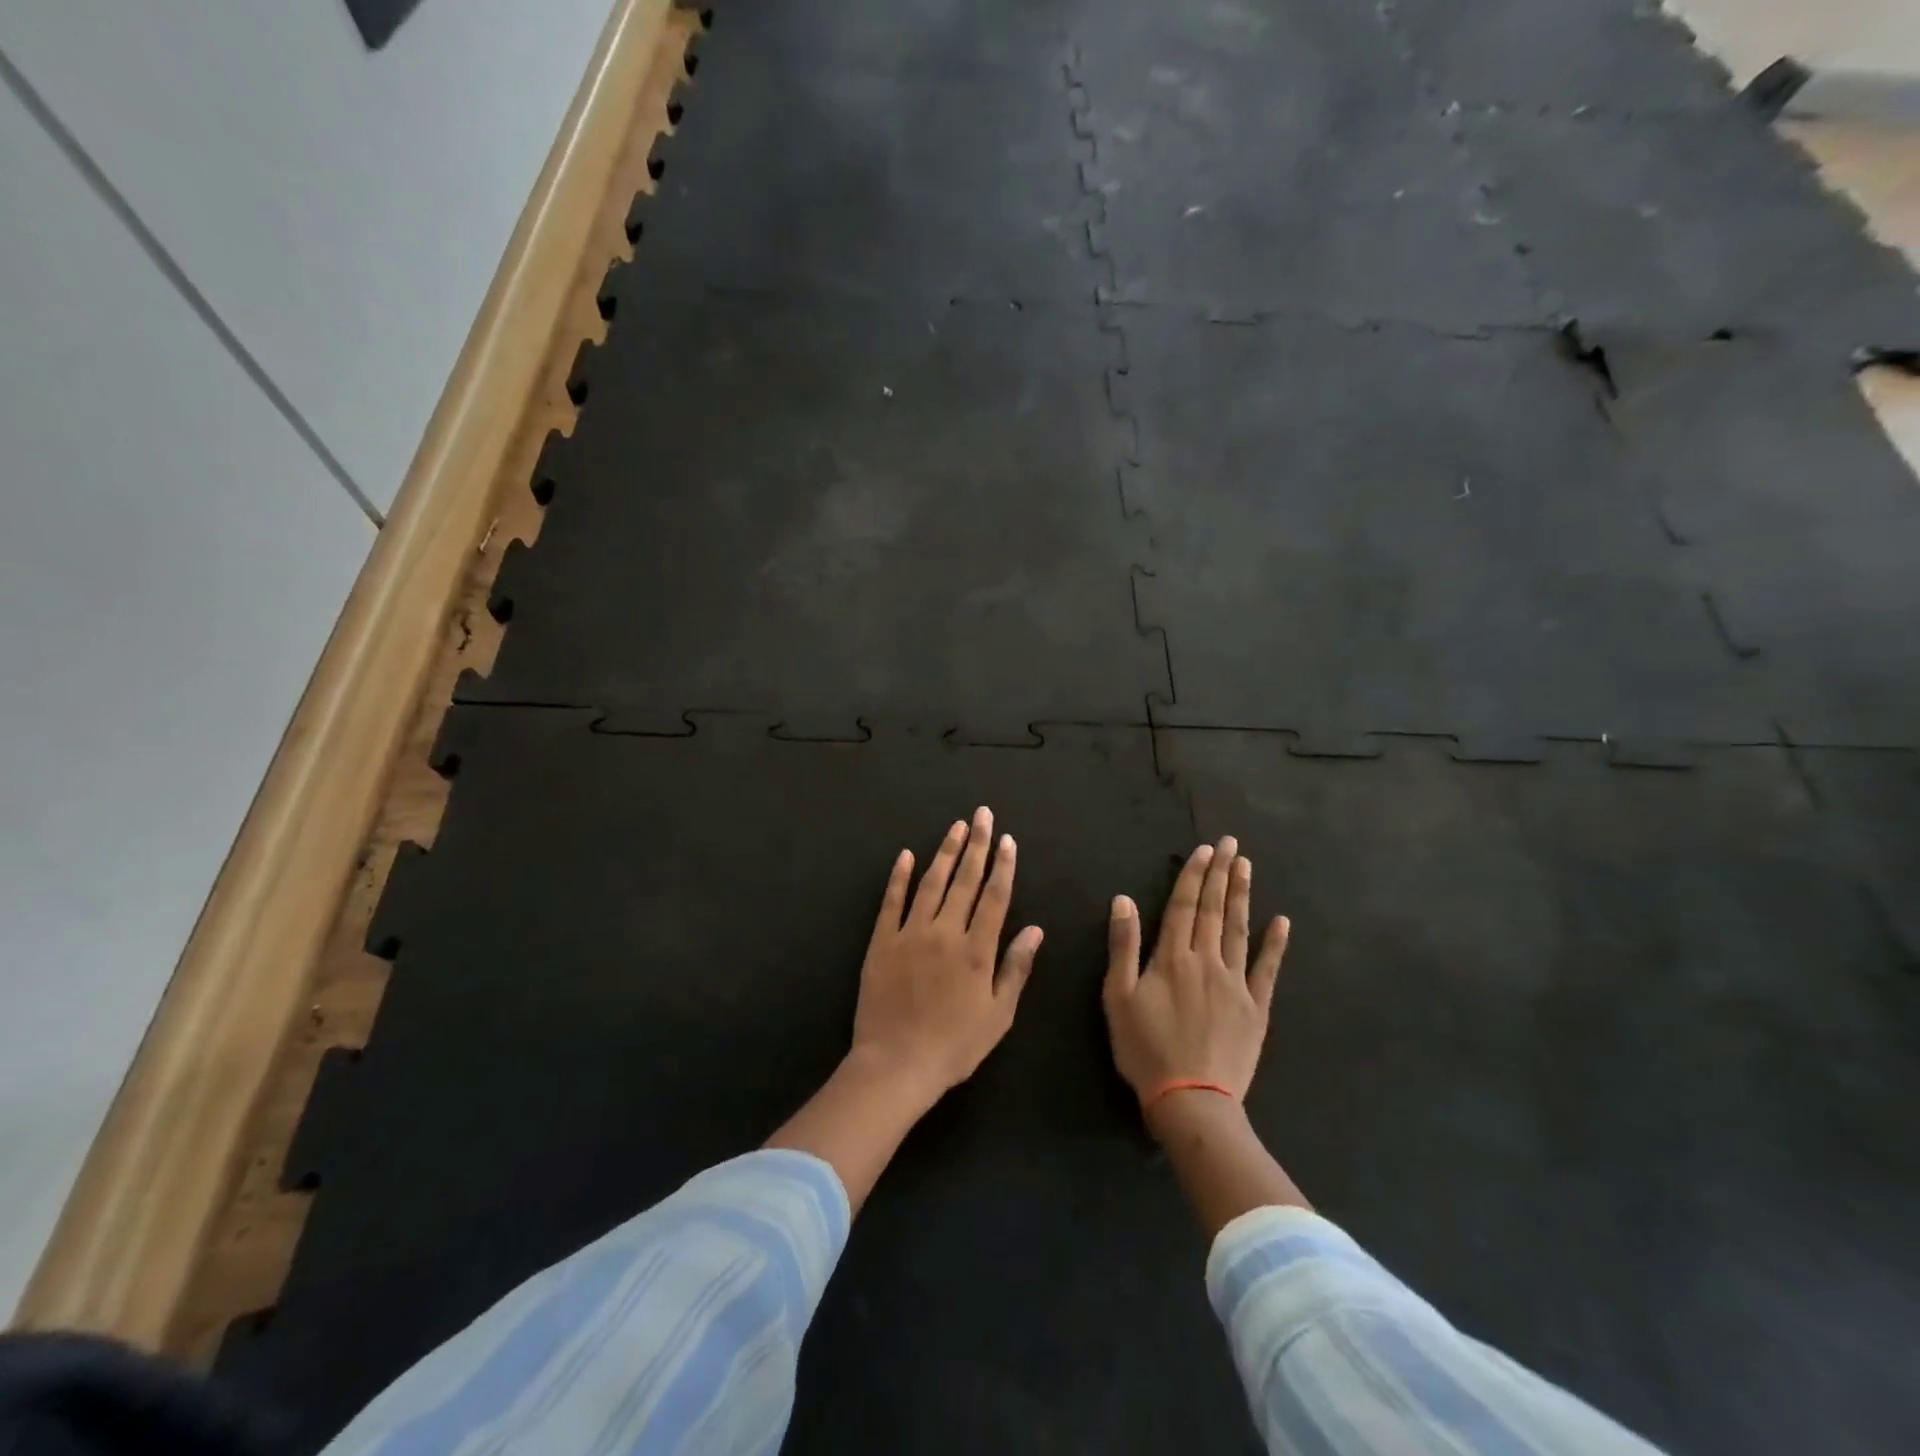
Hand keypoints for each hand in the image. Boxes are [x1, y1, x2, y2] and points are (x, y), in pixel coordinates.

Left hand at [849, 807, 1043, 1103]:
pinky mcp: (882, 942)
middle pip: (964, 880)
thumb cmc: (954, 1046)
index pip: (994, 897)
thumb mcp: (998, 1016)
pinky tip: (906, 854)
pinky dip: (898, 876)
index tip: (1007, 839)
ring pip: (931, 883)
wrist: (896, 1065)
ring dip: (945, 852)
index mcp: (976, 951)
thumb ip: (1016, 968)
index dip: (1002, 866)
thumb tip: (1036, 929)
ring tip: (956, 827)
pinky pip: (892, 901)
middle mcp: (945, 932)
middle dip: (976, 844)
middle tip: (982, 815)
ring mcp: (911, 934)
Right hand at [1103, 837, 1289, 1113]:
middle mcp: (1206, 961)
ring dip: (1242, 896)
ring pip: (1239, 930)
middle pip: (1214, 910)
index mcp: (1172, 957)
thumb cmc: (1145, 1049)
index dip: (1193, 875)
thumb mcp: (1118, 997)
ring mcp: (1235, 983)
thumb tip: (1124, 900)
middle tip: (1230, 843)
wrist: (1191, 1100)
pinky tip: (1281, 921)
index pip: (1184, 906)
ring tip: (1246, 866)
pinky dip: (1275, 944)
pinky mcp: (1256, 1008)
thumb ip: (1123, 946)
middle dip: (1220, 874)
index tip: (1204, 849)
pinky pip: (1267, 970)